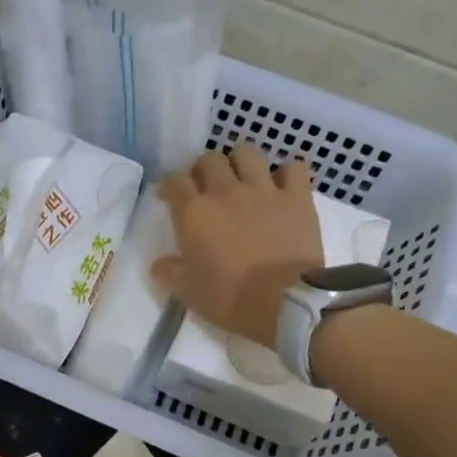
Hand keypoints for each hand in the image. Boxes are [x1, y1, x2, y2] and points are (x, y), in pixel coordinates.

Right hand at [152, 143, 320, 348]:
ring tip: (243, 179)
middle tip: (207, 188)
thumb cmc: (230, 299)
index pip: (174, 180)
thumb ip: (169, 272)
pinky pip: (294, 167)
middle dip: (204, 170)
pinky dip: (288, 173)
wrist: (285, 304)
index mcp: (194, 213)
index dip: (169, 185)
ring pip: (248, 153)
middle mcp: (225, 192)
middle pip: (209, 159)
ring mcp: (264, 190)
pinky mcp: (297, 197)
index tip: (170, 197)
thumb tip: (159, 264)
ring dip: (241, 162)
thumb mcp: (188, 292)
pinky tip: (284, 185)